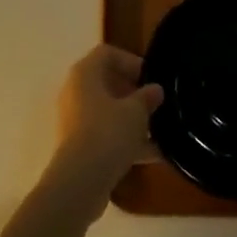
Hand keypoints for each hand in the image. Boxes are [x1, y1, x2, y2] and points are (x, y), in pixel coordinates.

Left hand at [46, 45, 162, 209]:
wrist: (80, 183)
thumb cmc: (108, 133)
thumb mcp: (136, 112)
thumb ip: (147, 97)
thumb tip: (155, 90)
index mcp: (84, 74)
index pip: (107, 53)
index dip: (130, 61)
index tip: (150, 78)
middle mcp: (75, 93)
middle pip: (107, 83)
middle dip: (134, 93)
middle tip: (156, 103)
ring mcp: (76, 121)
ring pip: (108, 112)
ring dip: (133, 119)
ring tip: (161, 130)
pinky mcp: (79, 147)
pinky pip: (106, 136)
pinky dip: (127, 141)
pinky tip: (155, 154)